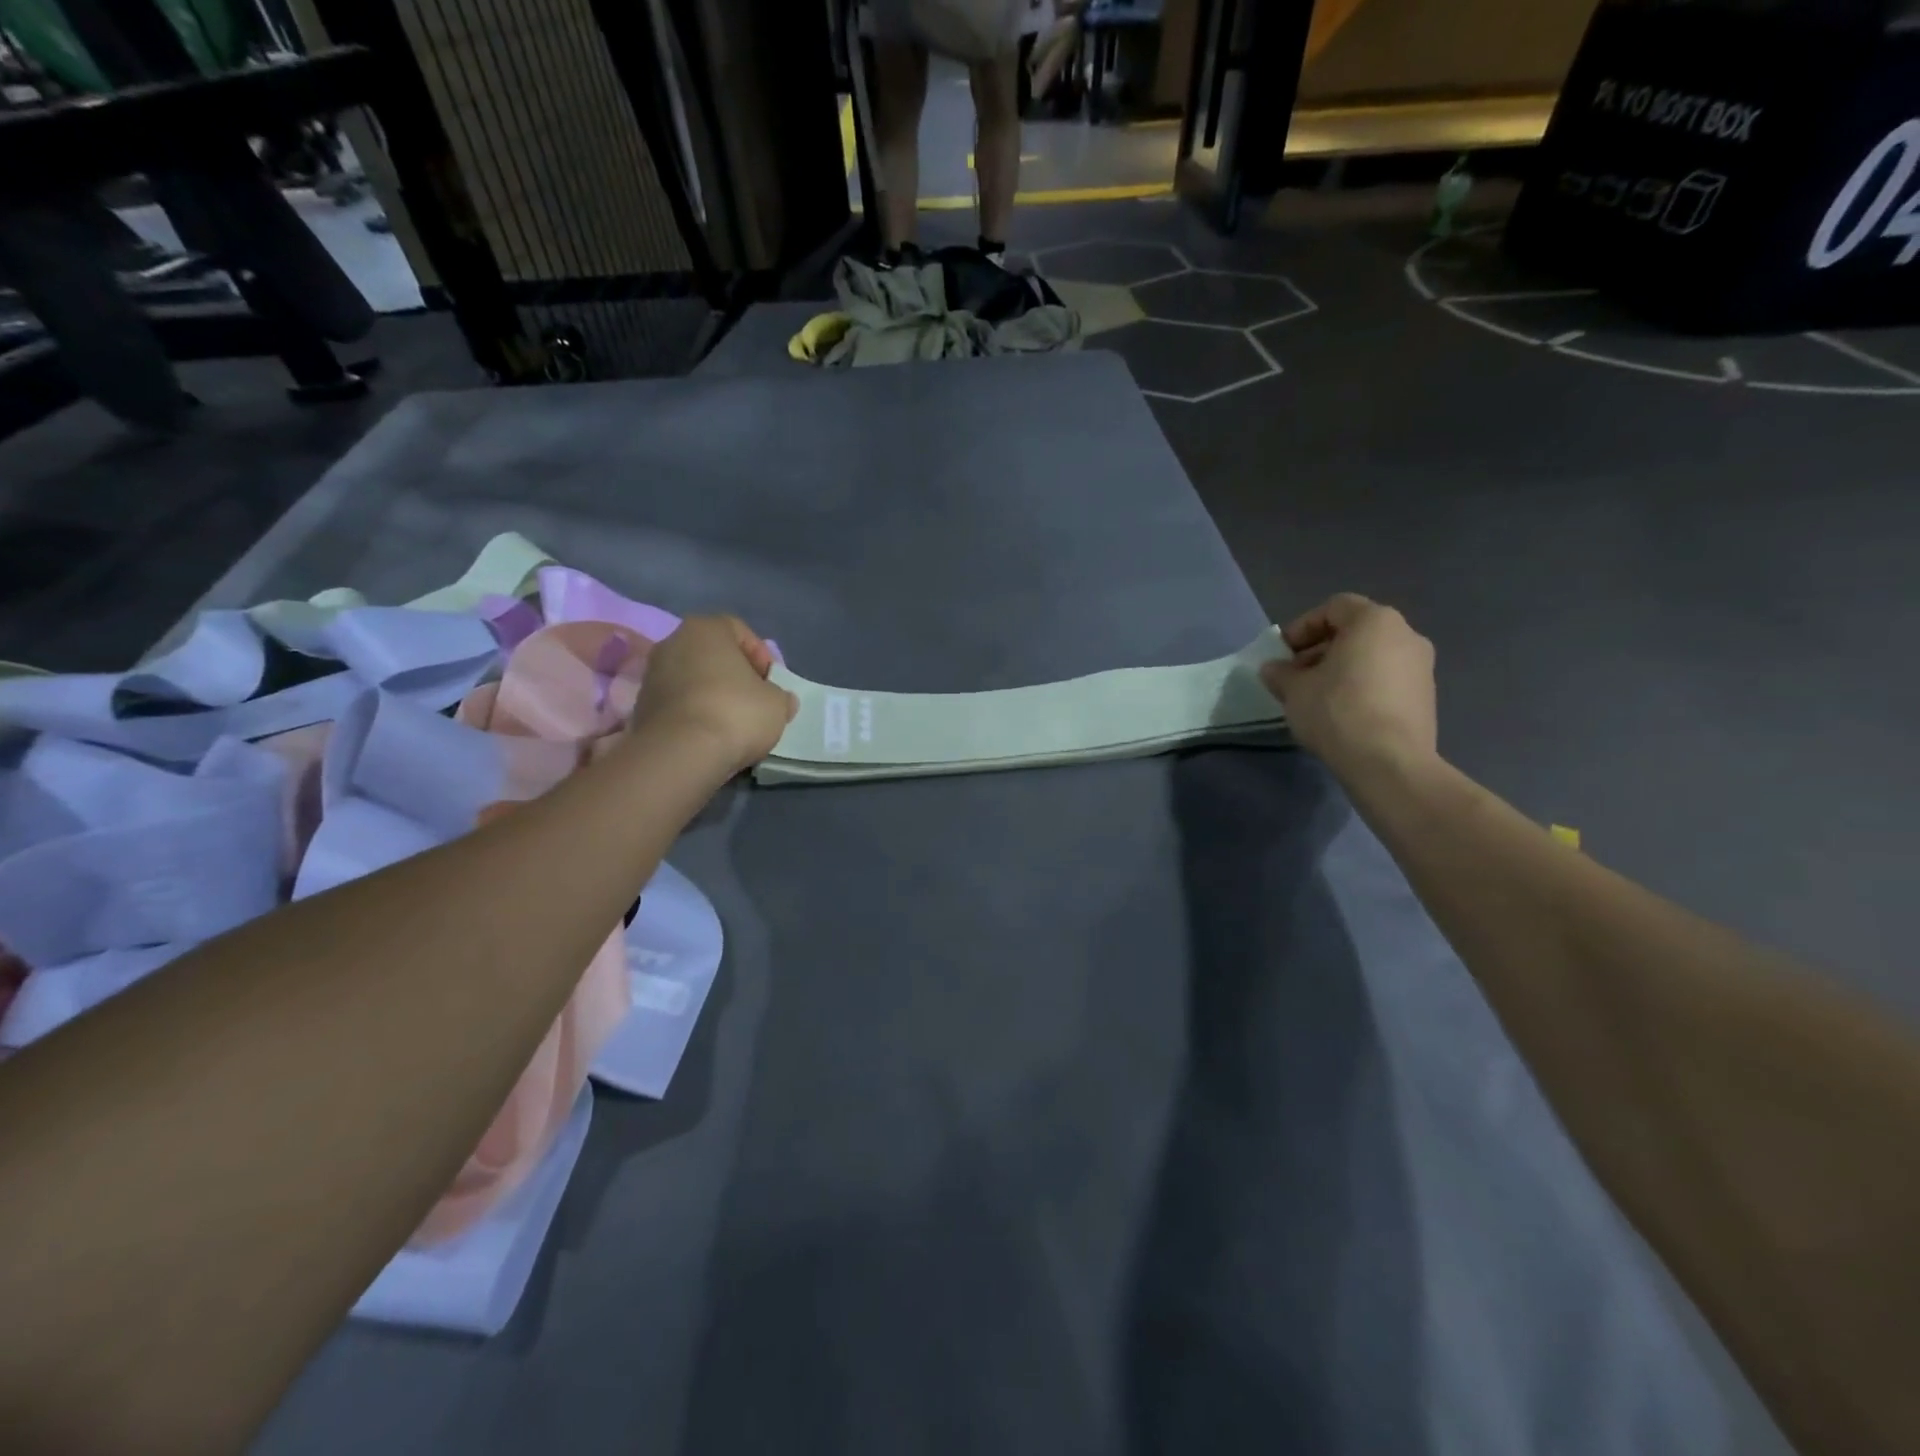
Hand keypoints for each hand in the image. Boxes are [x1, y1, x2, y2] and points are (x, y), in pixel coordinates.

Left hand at [631, 616, 796, 774]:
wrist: (680, 753)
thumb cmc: (735, 713)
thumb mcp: (777, 704)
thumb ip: (780, 696)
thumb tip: (780, 700)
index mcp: (706, 629)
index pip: (739, 630)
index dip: (761, 656)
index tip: (771, 682)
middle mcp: (672, 642)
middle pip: (712, 654)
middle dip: (734, 675)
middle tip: (754, 700)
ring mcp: (651, 674)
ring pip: (693, 678)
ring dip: (712, 695)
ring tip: (732, 723)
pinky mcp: (641, 706)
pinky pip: (678, 703)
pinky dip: (694, 713)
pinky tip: (709, 735)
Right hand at [1260, 594, 1437, 780]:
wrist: (1389, 762)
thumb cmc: (1337, 711)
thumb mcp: (1294, 690)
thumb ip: (1280, 673)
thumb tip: (1272, 669)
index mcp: (1374, 621)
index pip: (1333, 608)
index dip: (1302, 627)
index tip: (1282, 653)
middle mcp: (1406, 634)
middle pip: (1354, 632)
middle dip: (1320, 650)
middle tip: (1294, 676)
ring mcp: (1422, 666)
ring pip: (1371, 656)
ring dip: (1340, 669)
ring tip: (1315, 696)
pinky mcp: (1426, 696)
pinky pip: (1386, 679)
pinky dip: (1361, 686)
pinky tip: (1341, 712)